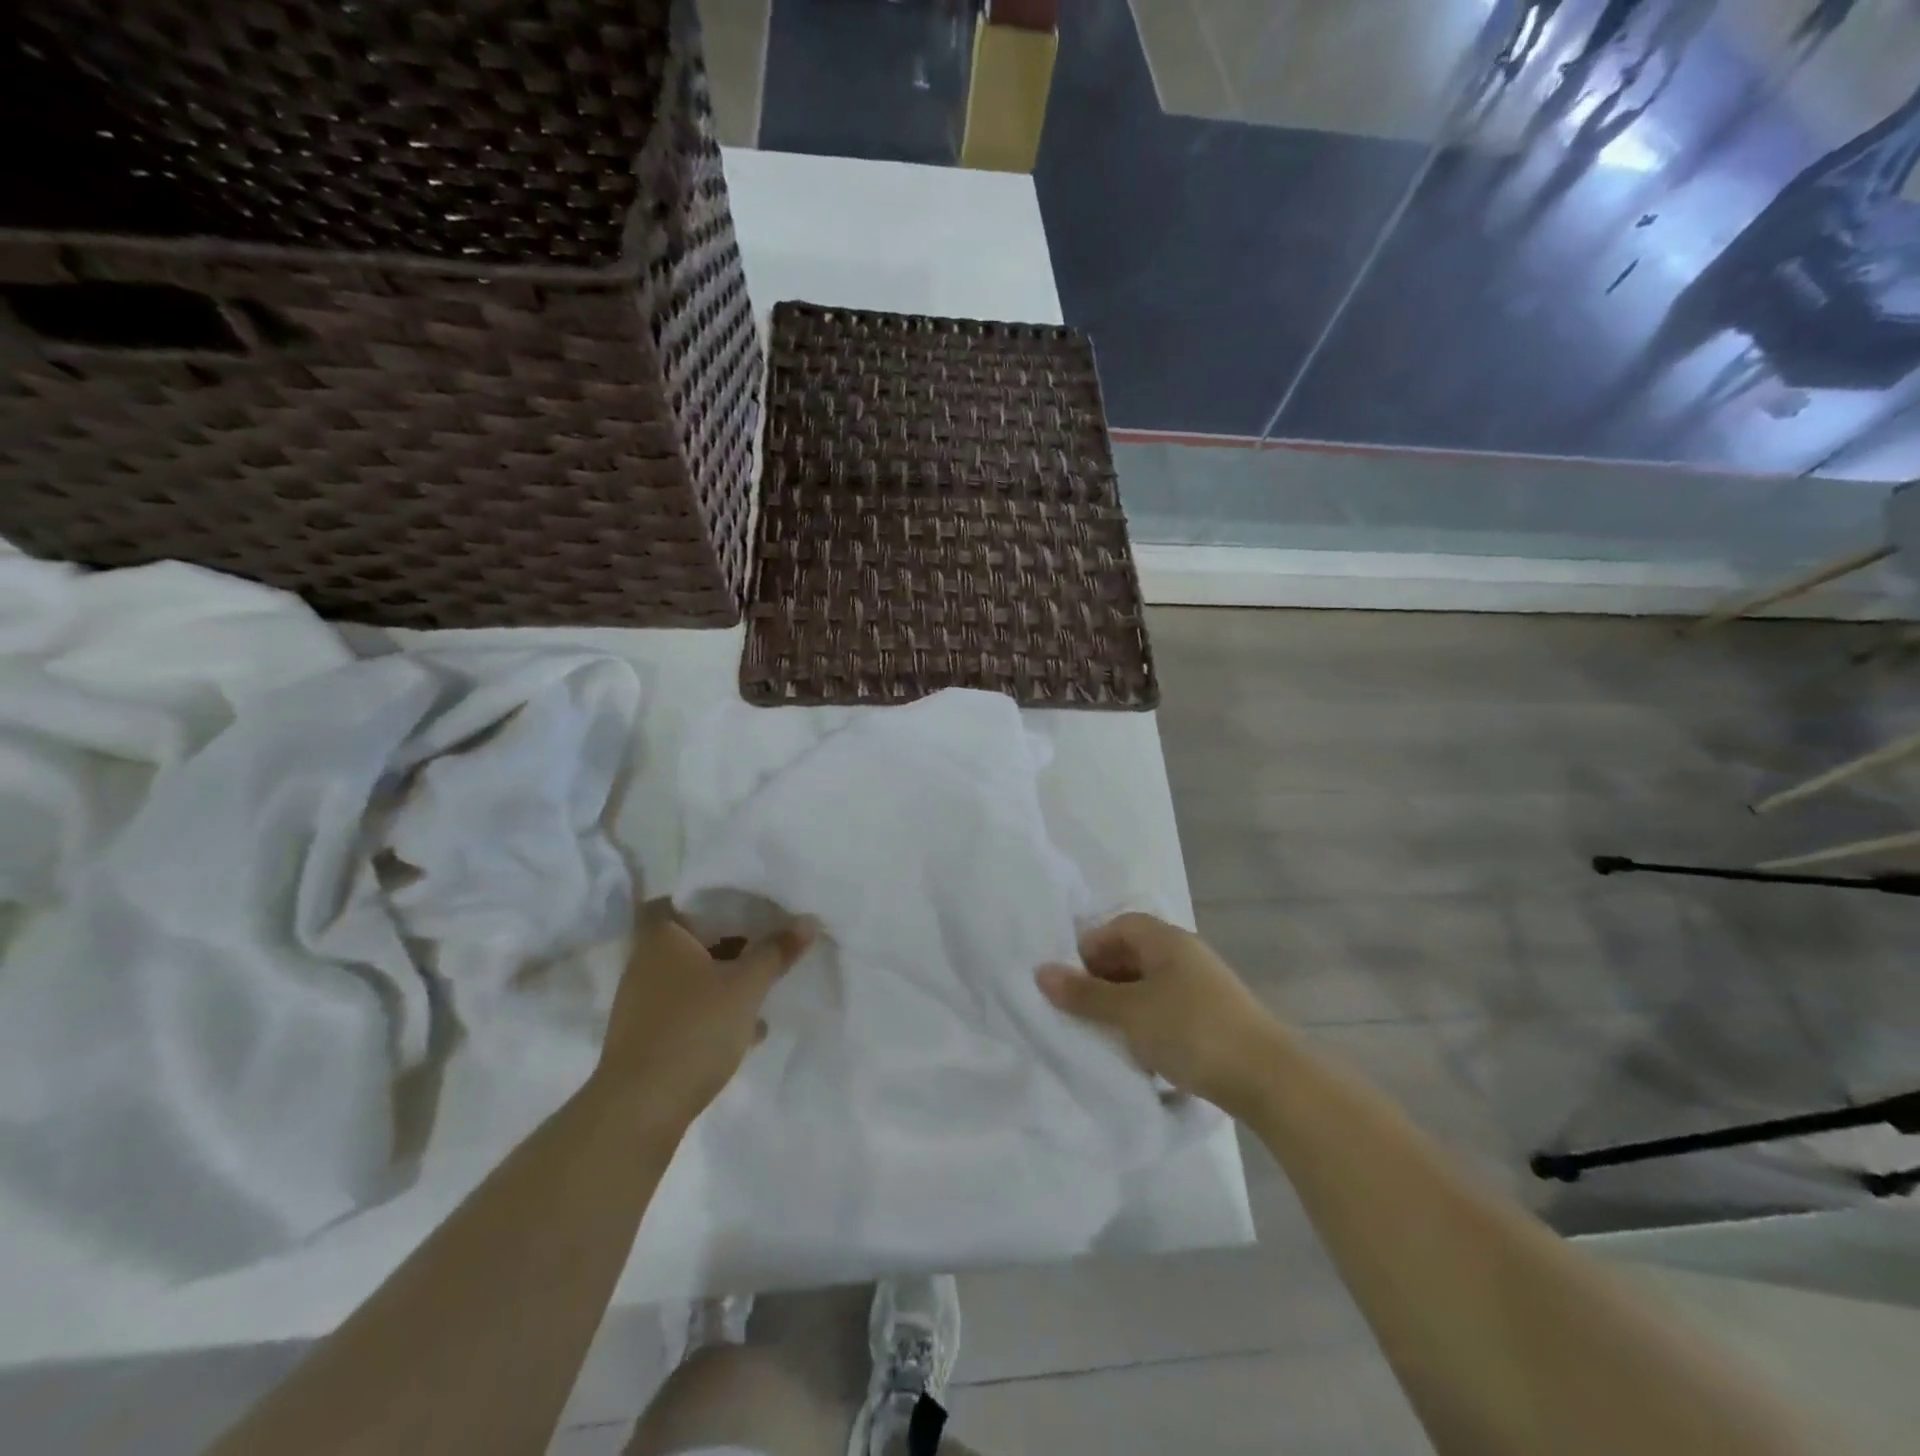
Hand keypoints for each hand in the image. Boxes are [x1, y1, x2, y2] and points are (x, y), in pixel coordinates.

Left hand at [595, 899, 815, 1124]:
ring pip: (693, 975)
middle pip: (693, 937)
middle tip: (767, 937)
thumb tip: (807, 921)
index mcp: (662, 938)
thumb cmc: (694, 1028)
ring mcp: (644, 1002)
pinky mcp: (649, 1036)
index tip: (746, 899)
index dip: (712, 896)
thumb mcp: (746, 986)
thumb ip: (776, 951)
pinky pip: (689, 1008)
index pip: (682, 898)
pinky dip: (715, 1010)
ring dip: (726, 978)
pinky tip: (749, 1028)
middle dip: (730, 940)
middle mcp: (645, 963)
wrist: (641, 1109)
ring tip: (765, 983)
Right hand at [1037, 913, 1290, 1119]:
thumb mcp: (1129, 1012)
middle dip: (1103, 981)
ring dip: (1124, 1008)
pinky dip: (1148, 1026)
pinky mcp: (1214, 1019)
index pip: (1118, 926)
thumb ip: (1084, 994)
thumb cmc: (1191, 1030)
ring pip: (1149, 987)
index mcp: (1165, 940)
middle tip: (1082, 1011)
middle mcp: (1185, 955)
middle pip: (1132, 956)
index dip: (1090, 948)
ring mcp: (1203, 987)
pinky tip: (1140, 1055)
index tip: (1071, 981)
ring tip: (1106, 1036)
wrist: (1268, 1078)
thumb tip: (1040, 972)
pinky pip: (1168, 1011)